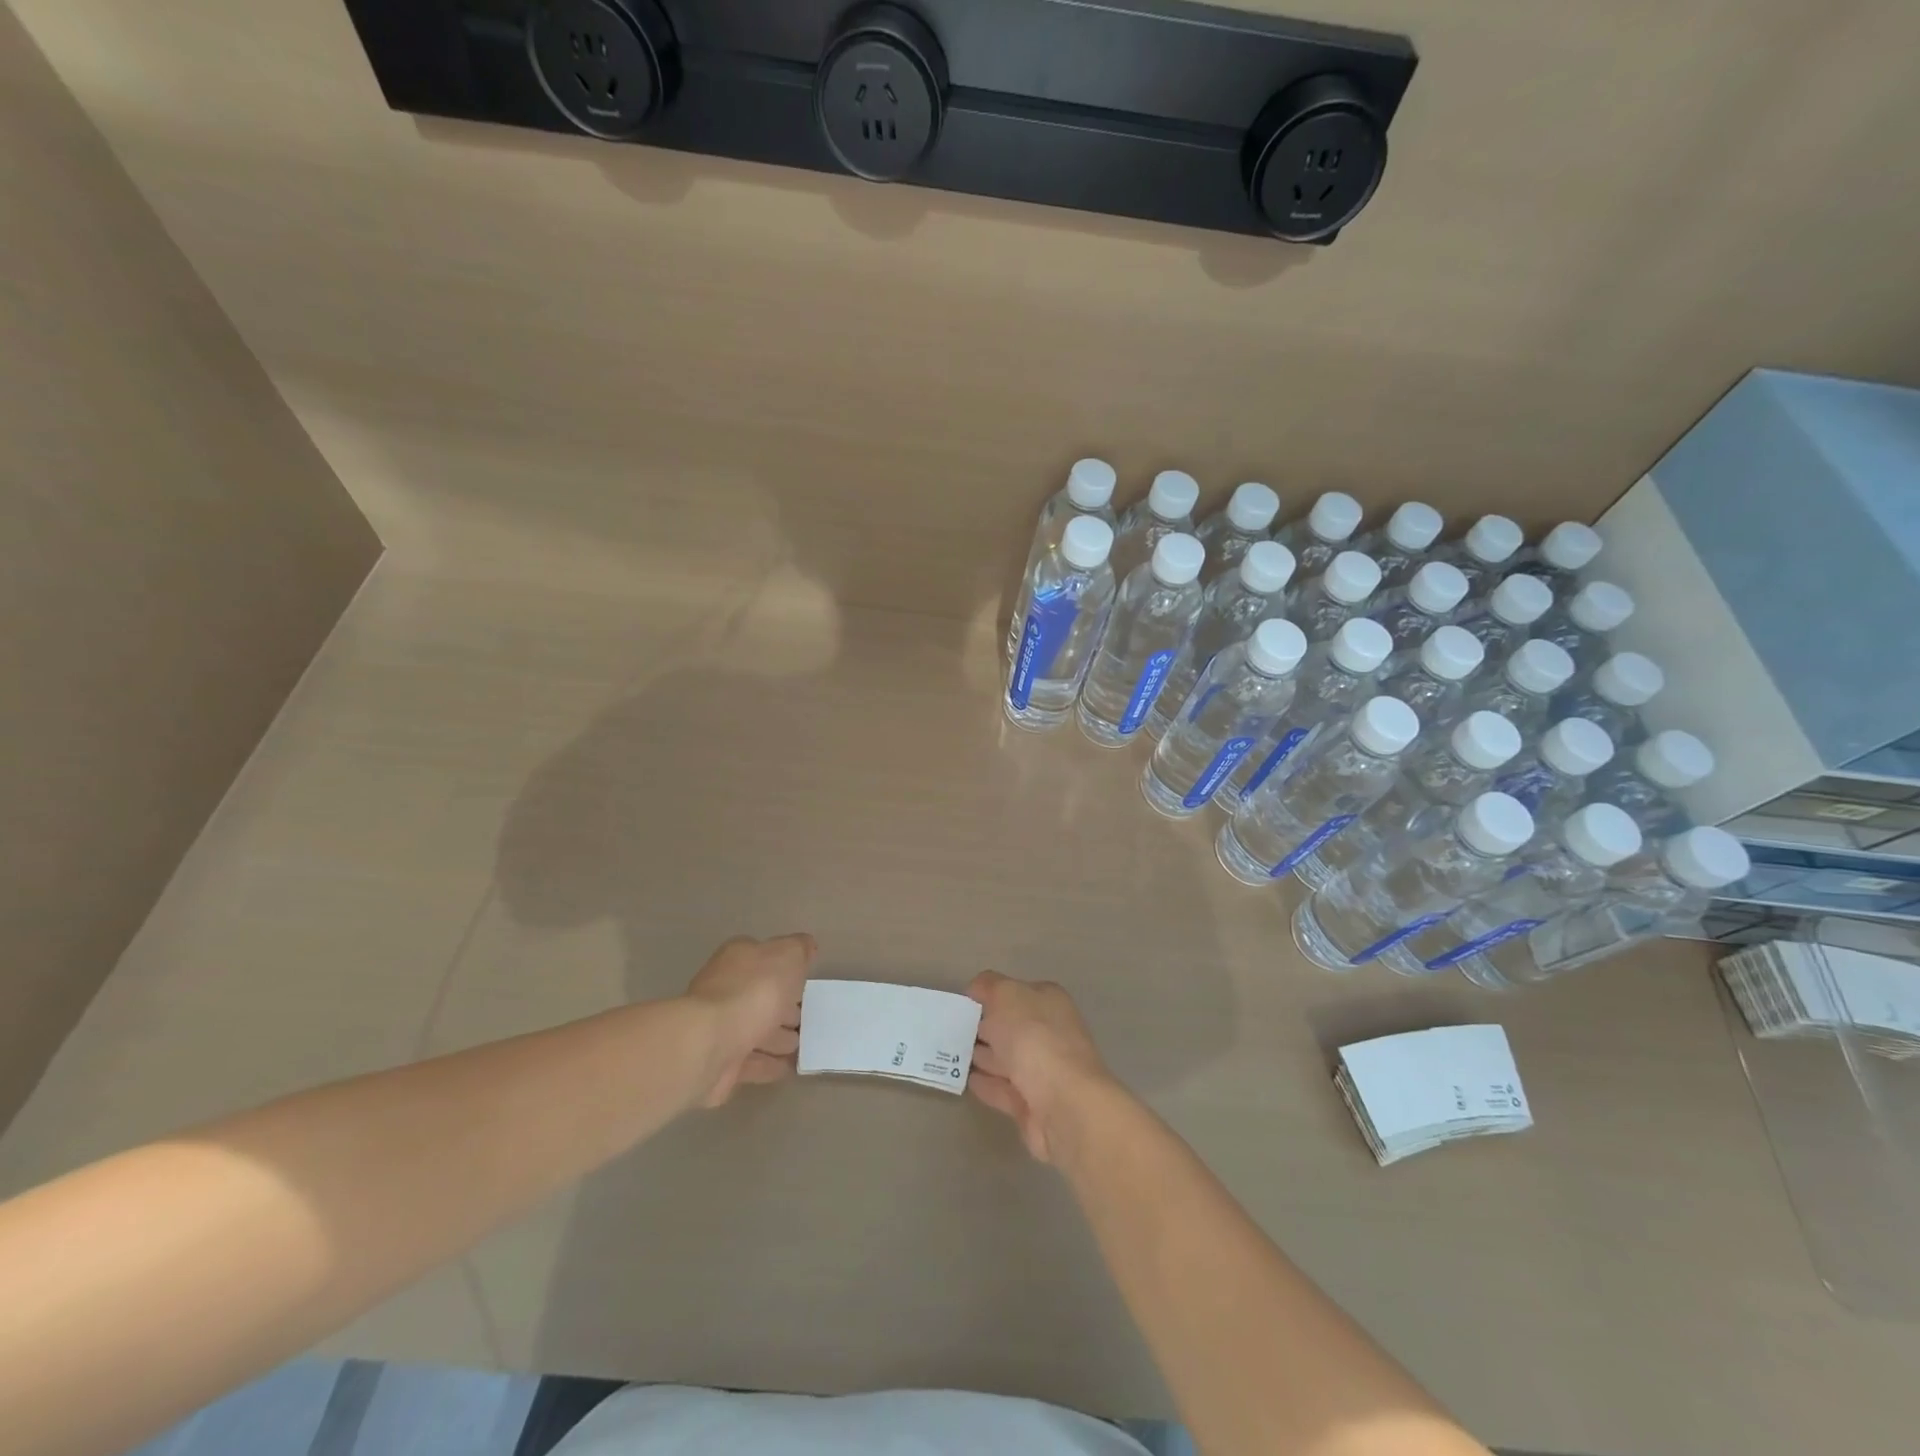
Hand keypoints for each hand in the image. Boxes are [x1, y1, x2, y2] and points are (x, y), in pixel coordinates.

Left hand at [686, 934, 812, 1106]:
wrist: (710, 1043)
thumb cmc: (754, 991)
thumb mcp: (788, 956)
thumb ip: (799, 949)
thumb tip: (806, 946)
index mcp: (739, 959)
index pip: (765, 959)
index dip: (787, 971)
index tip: (807, 985)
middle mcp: (726, 990)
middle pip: (761, 997)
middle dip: (784, 1008)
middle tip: (809, 1019)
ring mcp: (721, 1028)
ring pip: (756, 1031)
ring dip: (778, 1039)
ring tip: (803, 1046)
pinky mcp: (720, 1063)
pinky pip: (752, 1062)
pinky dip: (769, 1065)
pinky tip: (789, 1069)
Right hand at [966, 971, 1113, 1162]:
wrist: (1064, 1104)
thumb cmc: (1034, 1038)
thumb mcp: (1006, 995)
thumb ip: (989, 986)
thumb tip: (977, 989)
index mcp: (1049, 1002)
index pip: (1016, 992)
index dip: (990, 995)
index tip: (962, 1004)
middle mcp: (1049, 1033)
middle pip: (1011, 1026)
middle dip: (984, 1027)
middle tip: (951, 1030)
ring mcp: (1043, 1071)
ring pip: (1007, 1059)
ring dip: (982, 1056)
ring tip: (952, 1055)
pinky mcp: (1033, 1105)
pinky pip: (1004, 1089)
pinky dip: (987, 1084)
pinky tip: (966, 1080)